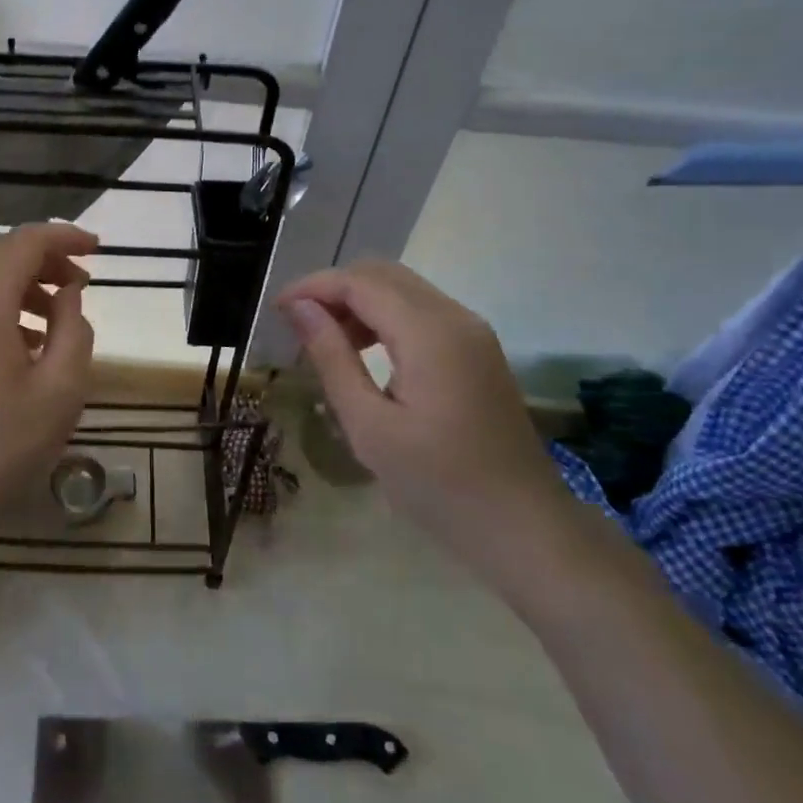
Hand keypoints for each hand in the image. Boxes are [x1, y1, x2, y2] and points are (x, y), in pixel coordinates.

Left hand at [0, 223, 96, 552]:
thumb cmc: (0, 445)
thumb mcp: (60, 390)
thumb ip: (74, 330)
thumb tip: (68, 294)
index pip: (24, 243)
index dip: (63, 236)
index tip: (97, 248)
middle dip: (43, 258)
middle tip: (80, 282)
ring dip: (21, 285)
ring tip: (57, 315)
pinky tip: (23, 347)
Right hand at [278, 261, 573, 573]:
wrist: (524, 528)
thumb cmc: (438, 484)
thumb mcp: (369, 425)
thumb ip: (332, 358)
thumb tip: (299, 308)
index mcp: (429, 333)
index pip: (360, 282)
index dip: (313, 287)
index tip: (277, 311)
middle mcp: (455, 317)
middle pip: (382, 274)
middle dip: (334, 289)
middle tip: (298, 324)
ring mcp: (472, 332)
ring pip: (402, 289)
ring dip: (358, 301)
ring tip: (325, 341)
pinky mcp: (477, 350)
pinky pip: (421, 311)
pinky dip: (384, 317)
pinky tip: (364, 352)